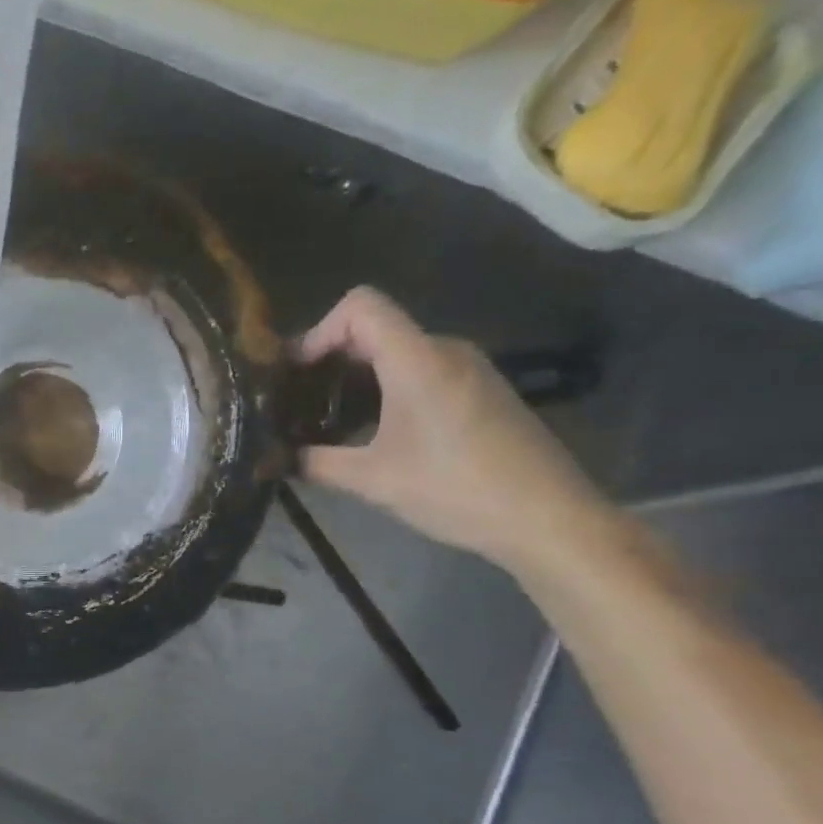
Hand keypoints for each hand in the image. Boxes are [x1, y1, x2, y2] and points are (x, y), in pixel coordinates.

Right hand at [297, 287, 613, 576]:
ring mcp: (467, 368)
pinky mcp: (478, 389)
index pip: (360, 306)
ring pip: (395, 351)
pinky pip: (418, 370)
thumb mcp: (372, 480)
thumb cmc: (455, 490)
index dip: (318, 330)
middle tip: (296, 403)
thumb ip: (316, 462)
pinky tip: (369, 432)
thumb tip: (275, 459)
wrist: (547, 517)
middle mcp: (444, 351)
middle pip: (373, 328)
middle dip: (328, 359)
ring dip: (354, 378)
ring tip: (325, 420)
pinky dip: (383, 389)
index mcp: (417, 361)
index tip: (295, 374)